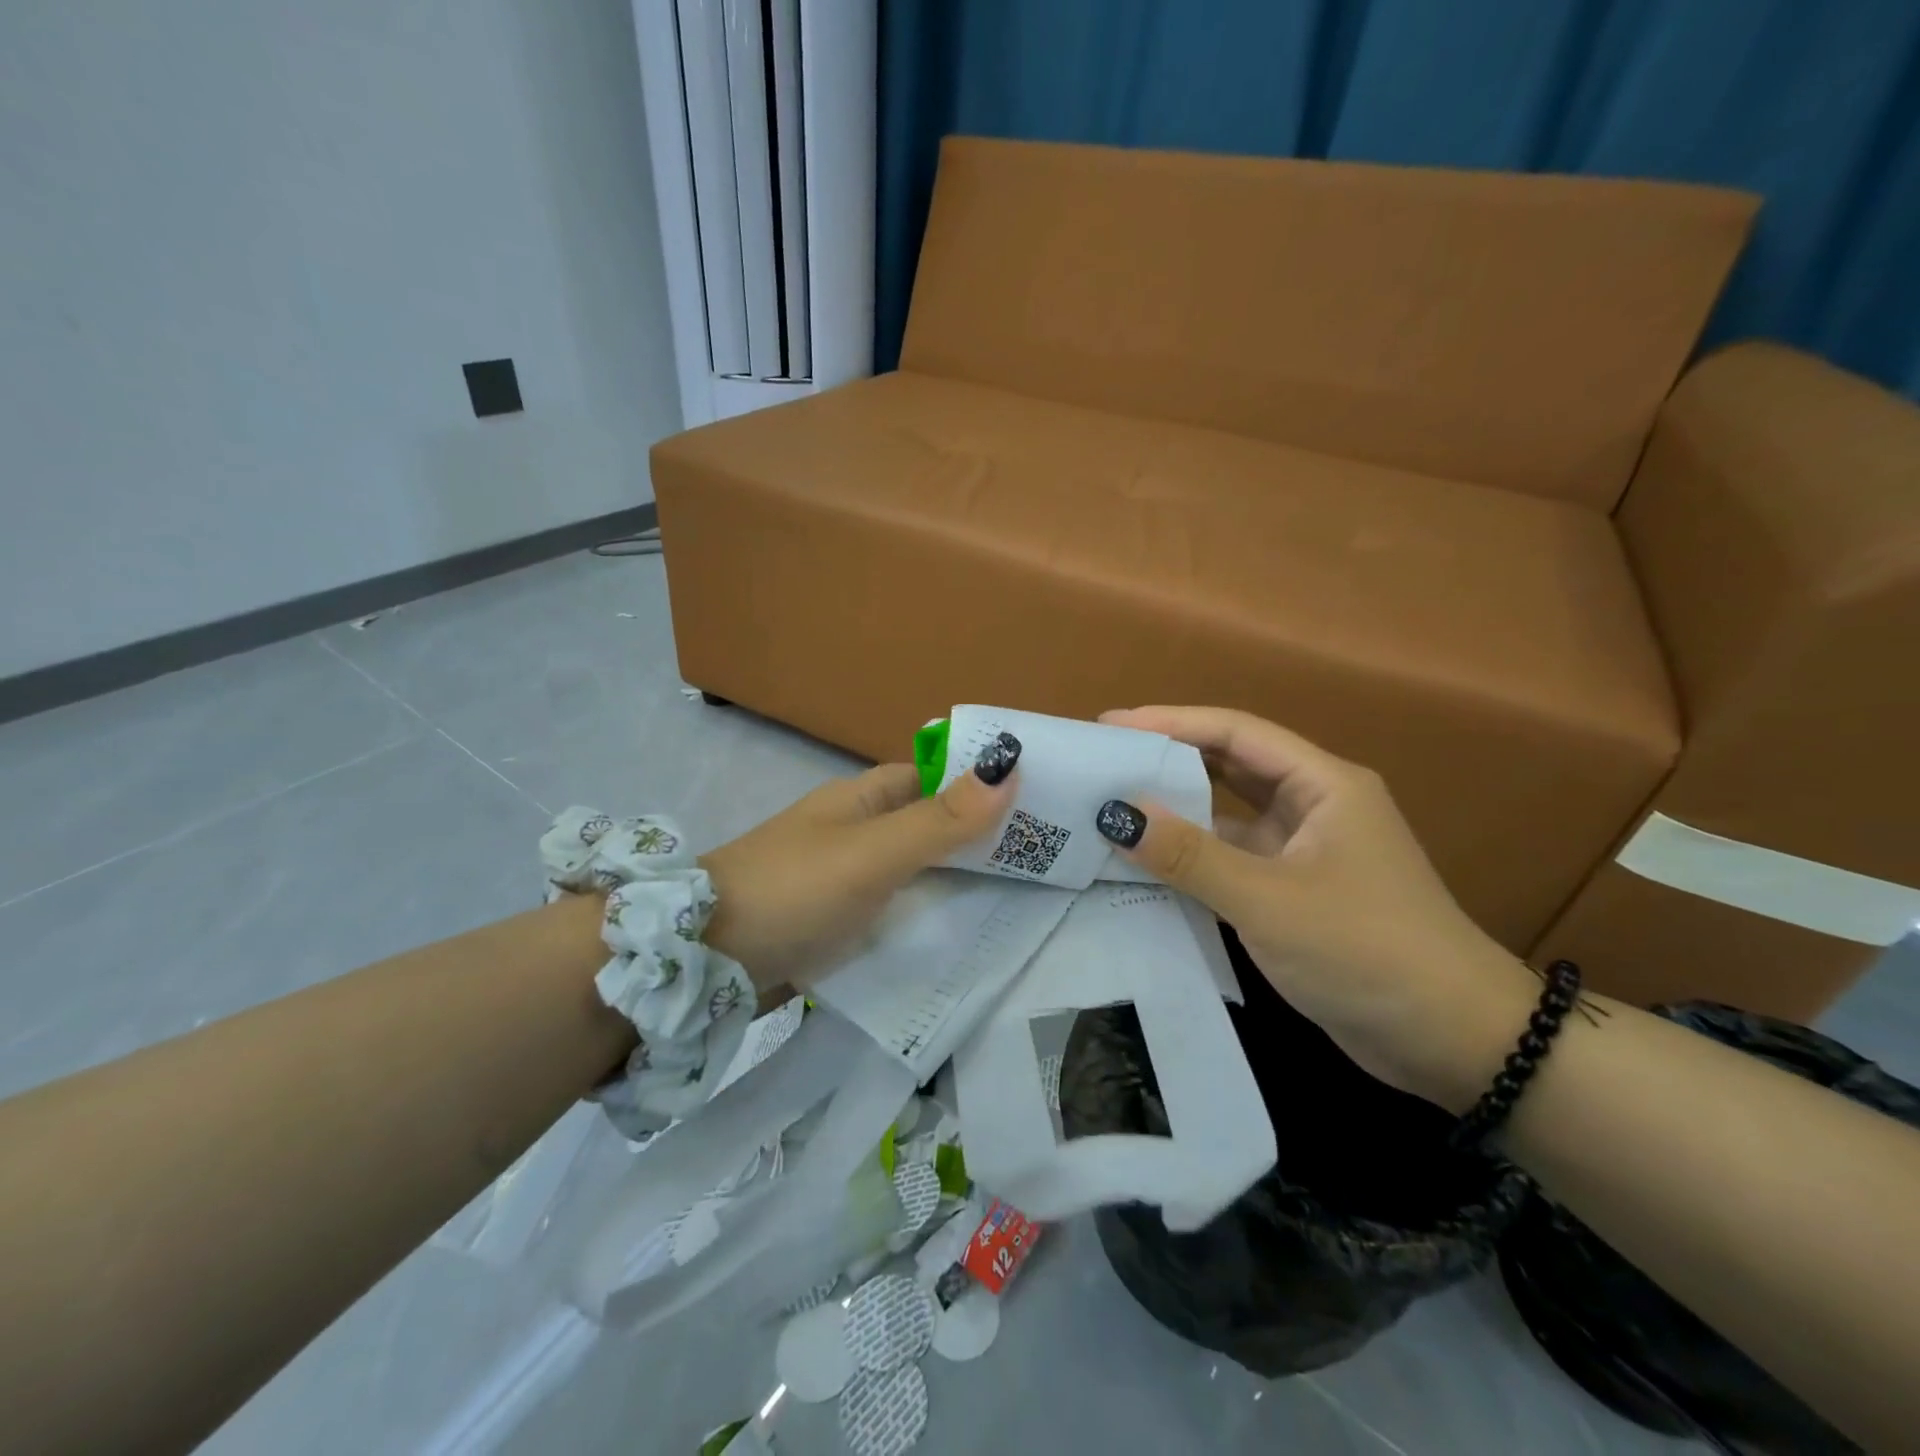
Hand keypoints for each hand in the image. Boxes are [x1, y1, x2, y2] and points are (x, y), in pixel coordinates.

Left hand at [699, 739, 1020, 990]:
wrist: (705, 960)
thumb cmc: (794, 889)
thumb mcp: (872, 853)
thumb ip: (940, 820)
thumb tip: (1008, 766)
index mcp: (864, 799)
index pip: (936, 778)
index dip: (981, 784)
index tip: (1039, 804)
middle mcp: (858, 831)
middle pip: (931, 826)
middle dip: (979, 840)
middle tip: (1044, 860)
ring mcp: (847, 879)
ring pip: (917, 873)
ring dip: (959, 883)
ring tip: (1025, 901)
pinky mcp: (839, 923)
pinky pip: (897, 912)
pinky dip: (929, 919)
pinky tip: (966, 939)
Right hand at [1095, 706, 1539, 1110]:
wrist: (1454, 1042)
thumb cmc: (1366, 950)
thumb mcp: (1269, 900)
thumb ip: (1190, 856)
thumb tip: (1116, 813)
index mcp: (1322, 785)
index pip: (1235, 732)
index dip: (1170, 721)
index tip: (1110, 725)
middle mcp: (1313, 806)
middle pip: (1230, 765)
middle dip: (1168, 759)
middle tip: (1104, 762)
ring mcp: (1305, 852)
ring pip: (1228, 816)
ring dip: (1177, 811)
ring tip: (1112, 808)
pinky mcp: (1295, 893)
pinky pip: (1231, 860)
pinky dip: (1192, 858)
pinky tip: (1147, 865)